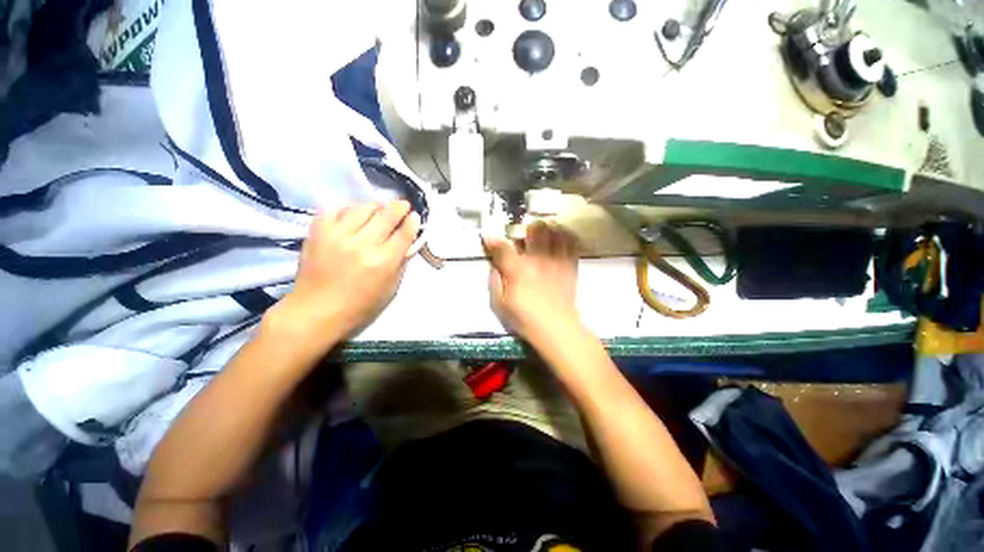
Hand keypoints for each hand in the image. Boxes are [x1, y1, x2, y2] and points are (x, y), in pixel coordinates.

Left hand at [266, 201, 419, 352]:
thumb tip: (408, 243)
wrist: (316, 310)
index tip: (415, 216)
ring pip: (363, 207)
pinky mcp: (318, 231)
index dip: (412, 222)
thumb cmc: (360, 305)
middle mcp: (363, 244)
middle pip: (387, 214)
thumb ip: (401, 263)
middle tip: (402, 205)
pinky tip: (353, 215)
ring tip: (379, 210)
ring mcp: (338, 235)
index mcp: (383, 261)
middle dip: (399, 207)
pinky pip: (337, 209)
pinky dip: (349, 209)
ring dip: (375, 206)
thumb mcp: (391, 288)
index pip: (404, 233)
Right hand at [484, 222, 581, 341]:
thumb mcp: (500, 304)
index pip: (503, 247)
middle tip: (522, 235)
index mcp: (518, 269)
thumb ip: (494, 281)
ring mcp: (556, 260)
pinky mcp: (570, 265)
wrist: (557, 328)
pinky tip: (558, 239)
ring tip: (541, 234)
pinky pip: (570, 242)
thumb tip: (494, 265)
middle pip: (534, 229)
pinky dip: (564, 235)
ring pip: (553, 231)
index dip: (493, 239)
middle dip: (525, 228)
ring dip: (545, 228)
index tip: (488, 237)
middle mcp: (538, 259)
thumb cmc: (525, 318)